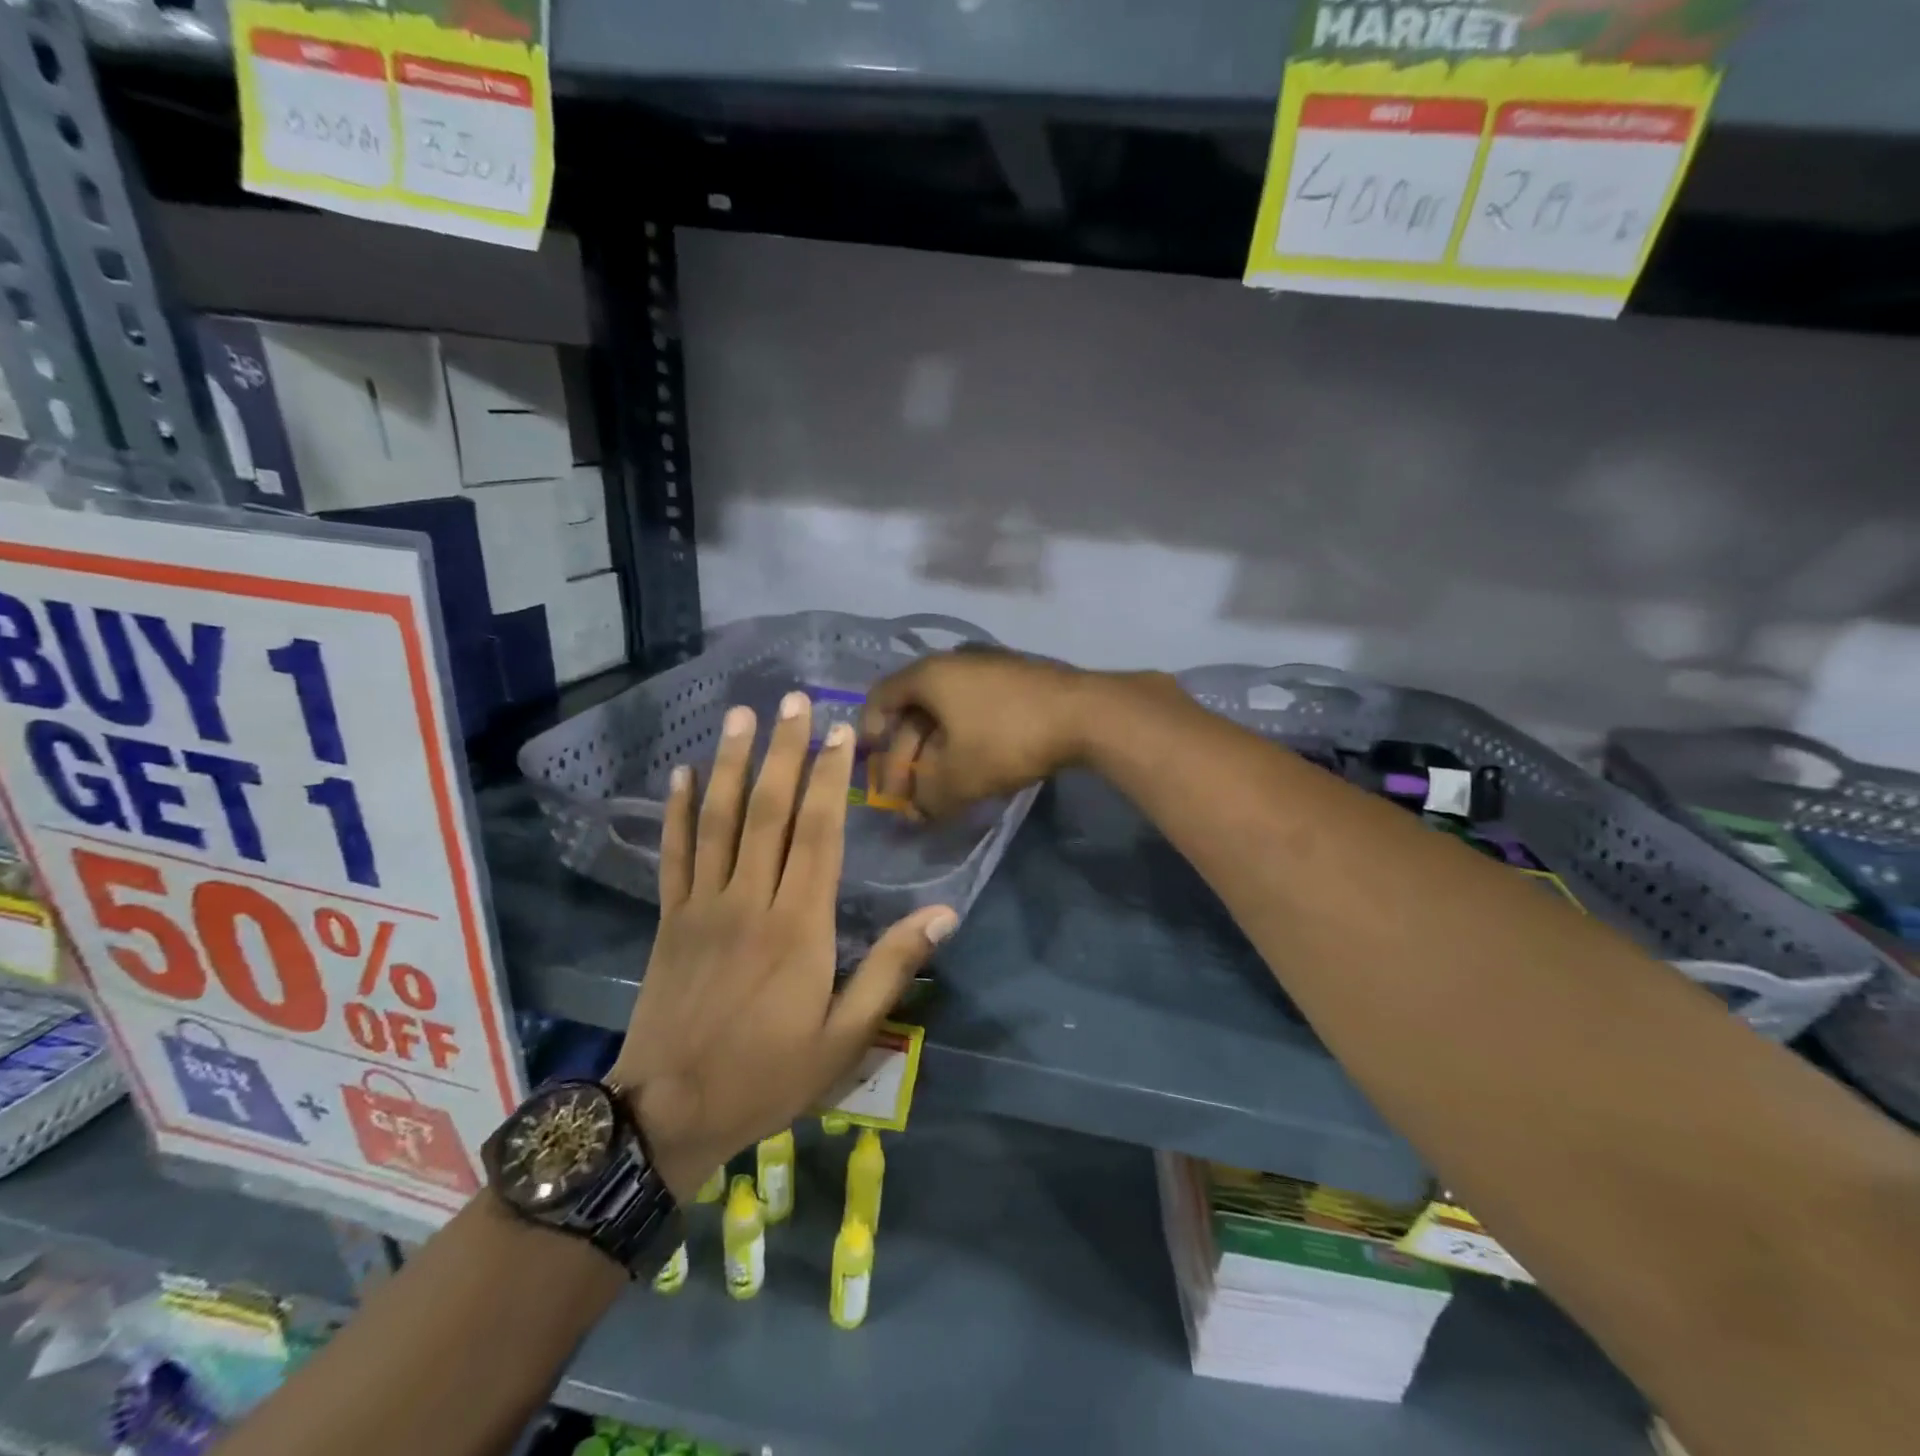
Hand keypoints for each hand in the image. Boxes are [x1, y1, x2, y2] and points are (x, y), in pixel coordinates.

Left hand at [609, 695, 956, 1200]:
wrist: (667, 1115)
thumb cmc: (767, 1075)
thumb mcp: (845, 1037)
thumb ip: (891, 969)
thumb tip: (943, 914)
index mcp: (798, 924)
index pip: (819, 832)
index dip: (832, 777)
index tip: (841, 732)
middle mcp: (750, 899)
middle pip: (770, 810)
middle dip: (785, 750)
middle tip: (795, 699)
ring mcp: (703, 905)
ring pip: (719, 819)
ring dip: (731, 763)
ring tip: (741, 715)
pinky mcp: (670, 919)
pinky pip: (674, 854)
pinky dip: (677, 811)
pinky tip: (681, 775)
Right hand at [862, 648, 1162, 818]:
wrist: (1085, 713)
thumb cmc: (1007, 739)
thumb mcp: (959, 777)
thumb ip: (928, 798)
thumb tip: (915, 814)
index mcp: (929, 675)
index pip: (882, 697)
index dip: (870, 731)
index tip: (870, 761)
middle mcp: (954, 662)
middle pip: (916, 710)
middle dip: (907, 755)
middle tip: (907, 793)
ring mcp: (989, 667)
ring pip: (948, 713)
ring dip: (937, 752)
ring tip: (940, 788)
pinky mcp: (1017, 680)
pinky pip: (976, 709)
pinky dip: (965, 739)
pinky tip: (973, 767)